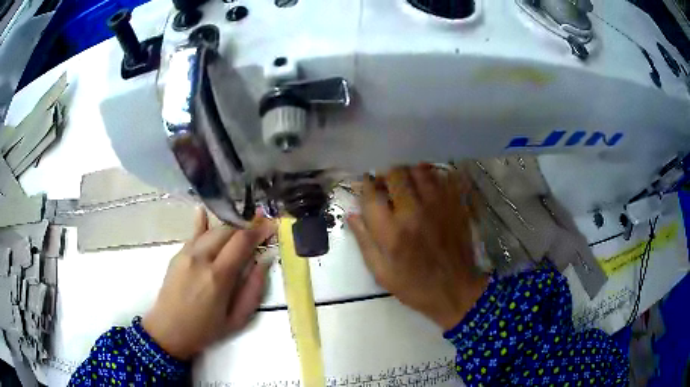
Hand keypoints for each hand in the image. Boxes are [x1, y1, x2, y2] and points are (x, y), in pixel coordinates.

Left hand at [143, 208, 275, 359]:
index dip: (258, 230)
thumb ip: (253, 288)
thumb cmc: (206, 330)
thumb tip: (265, 260)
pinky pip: (193, 234)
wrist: (168, 331)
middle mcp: (201, 258)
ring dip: (229, 226)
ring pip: (211, 230)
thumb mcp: (237, 319)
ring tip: (242, 224)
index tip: (271, 224)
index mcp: (218, 276)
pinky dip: (202, 223)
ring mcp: (186, 254)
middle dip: (246, 225)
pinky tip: (204, 211)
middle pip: (227, 230)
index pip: (242, 242)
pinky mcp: (177, 255)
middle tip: (259, 225)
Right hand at [347, 164, 488, 329]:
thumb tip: (351, 215)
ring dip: (408, 172)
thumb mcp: (381, 273)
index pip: (371, 194)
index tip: (365, 184)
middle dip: (386, 175)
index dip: (365, 184)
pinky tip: (428, 186)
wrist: (455, 291)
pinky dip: (432, 176)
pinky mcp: (455, 205)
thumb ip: (364, 242)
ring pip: (419, 170)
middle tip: (385, 183)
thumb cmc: (415, 287)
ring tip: (406, 182)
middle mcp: (414, 212)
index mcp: (392, 232)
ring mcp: (438, 205)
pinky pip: (442, 178)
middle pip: (395, 174)